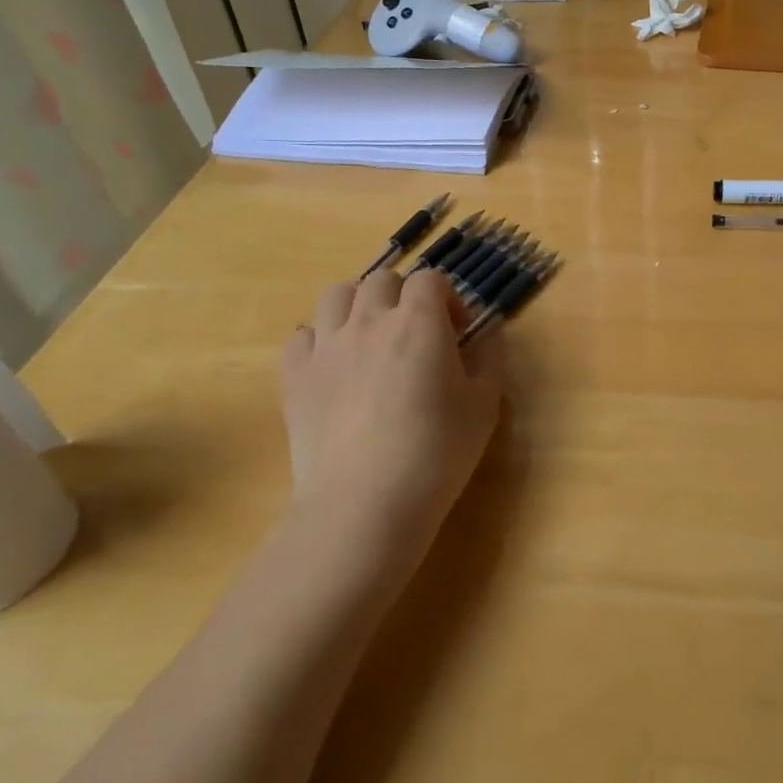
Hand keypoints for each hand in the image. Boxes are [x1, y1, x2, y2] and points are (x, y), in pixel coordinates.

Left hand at [280, 270, 504, 560]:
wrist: (365, 503)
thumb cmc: (437, 452)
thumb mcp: (484, 403)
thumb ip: (488, 356)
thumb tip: (486, 332)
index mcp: (419, 322)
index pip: (431, 279)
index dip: (448, 298)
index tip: (457, 331)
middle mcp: (369, 320)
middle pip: (382, 279)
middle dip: (403, 296)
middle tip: (416, 333)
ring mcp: (326, 345)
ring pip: (336, 294)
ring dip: (358, 305)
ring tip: (370, 337)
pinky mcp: (294, 375)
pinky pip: (301, 335)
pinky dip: (319, 340)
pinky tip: (334, 366)